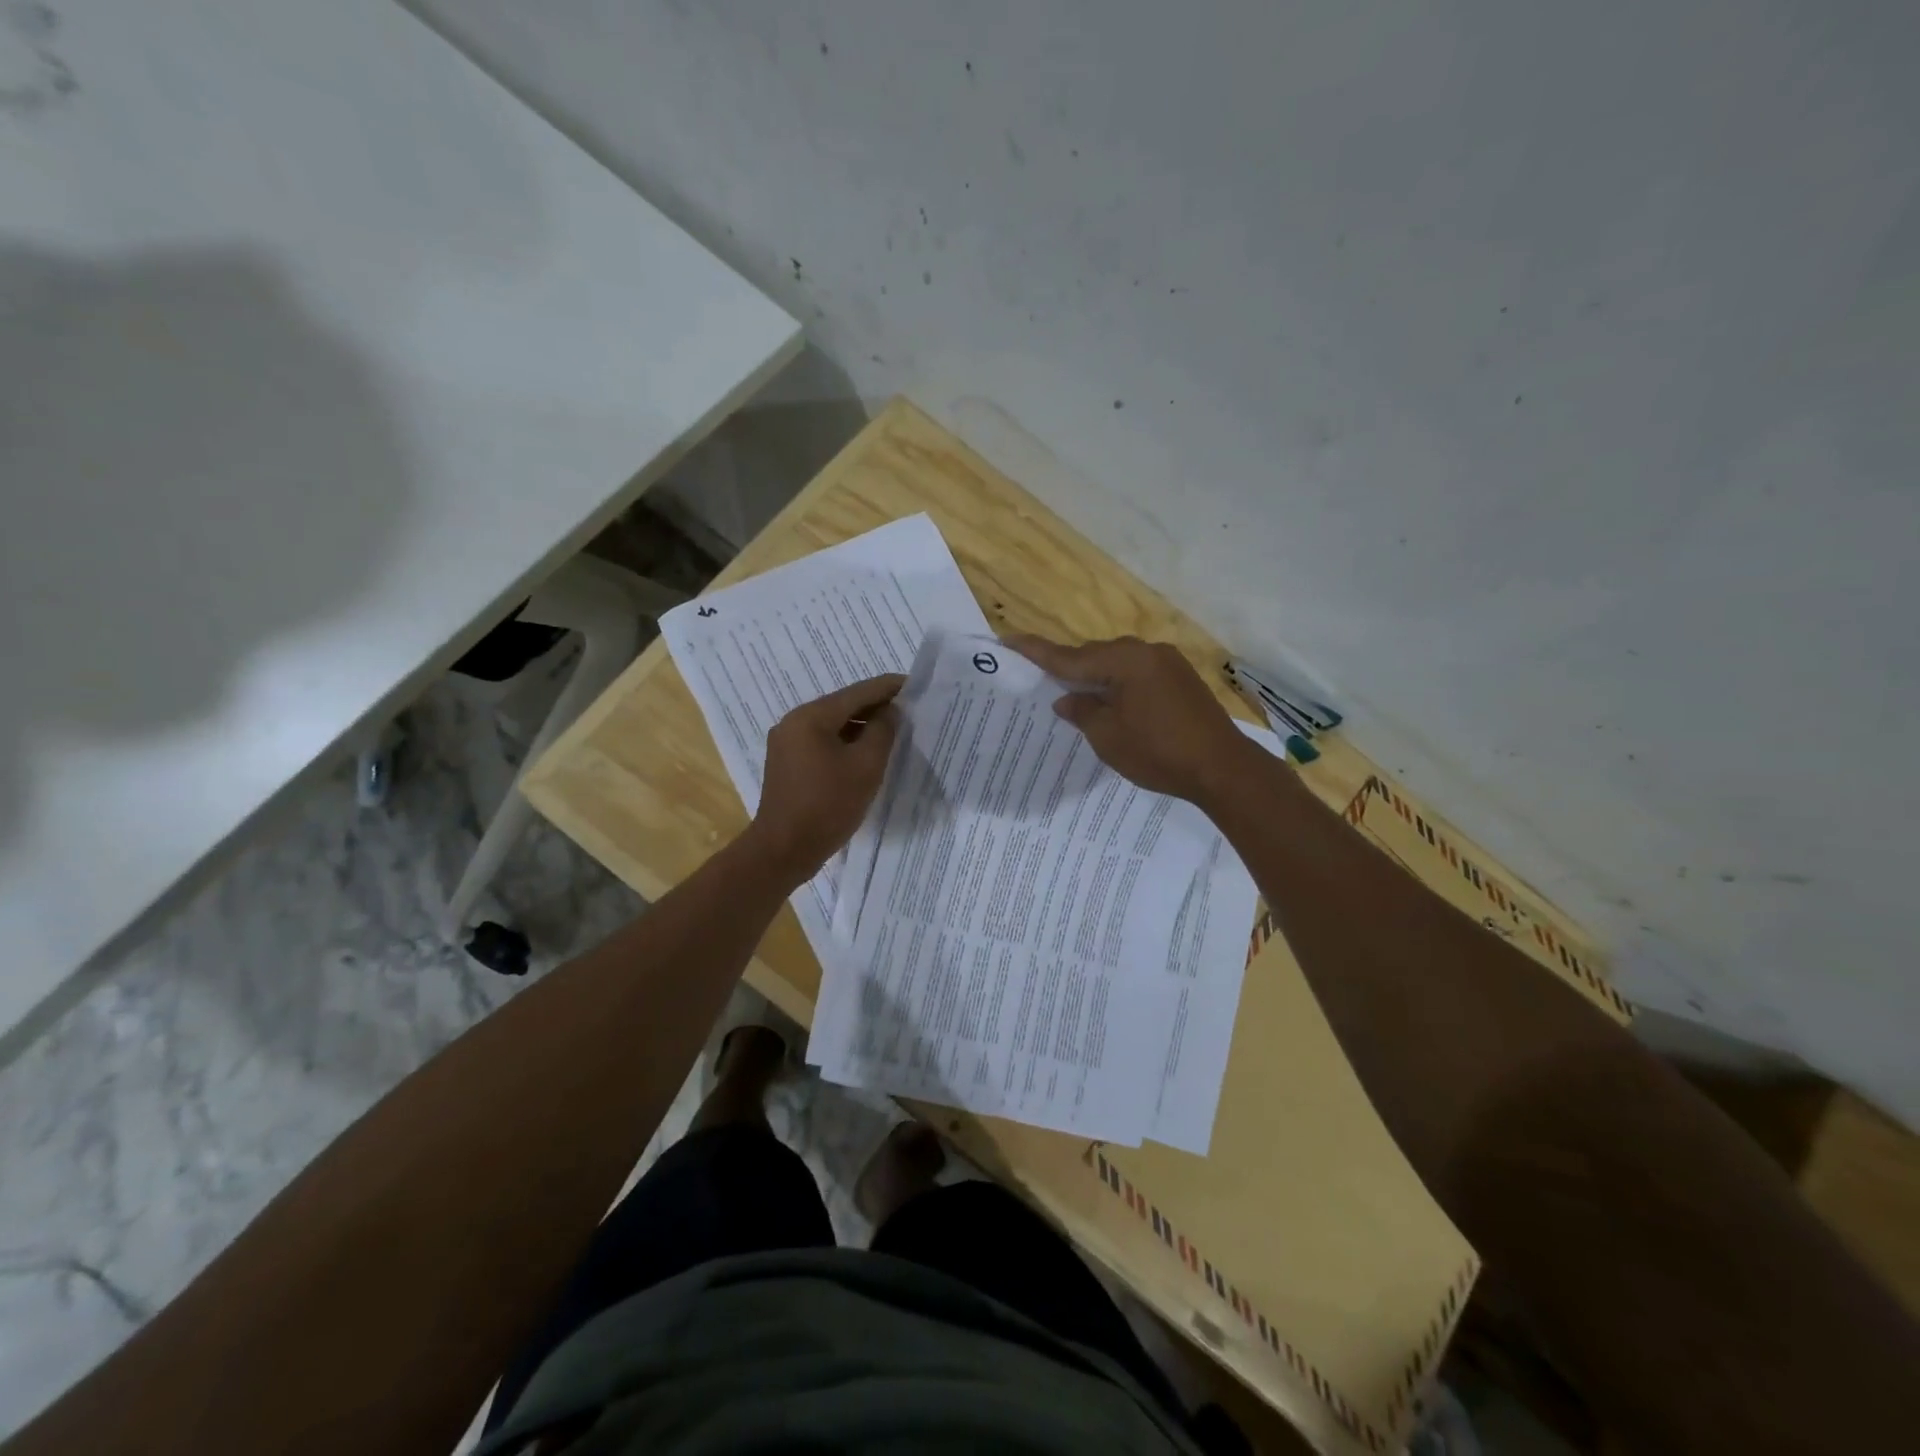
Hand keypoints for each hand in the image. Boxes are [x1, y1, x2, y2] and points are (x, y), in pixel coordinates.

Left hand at [746, 674, 905, 882]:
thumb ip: (882, 731)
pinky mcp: (787, 764)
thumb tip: (889, 712)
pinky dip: (845, 742)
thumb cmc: (828, 806)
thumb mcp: (865, 766)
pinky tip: (865, 752)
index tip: (913, 684)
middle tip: (908, 710)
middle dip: (875, 707)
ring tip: (892, 731)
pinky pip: (822, 743)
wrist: (783, 850)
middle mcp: (794, 722)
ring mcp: (786, 744)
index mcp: (811, 716)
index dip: (887, 687)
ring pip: (832, 725)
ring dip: (861, 726)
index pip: (857, 692)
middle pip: (842, 706)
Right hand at [1007, 635, 1254, 805]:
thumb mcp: (1108, 737)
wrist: (1223, 768)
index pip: (1069, 656)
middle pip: (1095, 655)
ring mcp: (1168, 663)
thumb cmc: (1159, 753)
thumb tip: (1066, 699)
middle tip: (1043, 680)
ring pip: (1118, 663)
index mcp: (1125, 661)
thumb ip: (1082, 712)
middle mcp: (1146, 652)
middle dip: (1070, 668)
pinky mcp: (1181, 679)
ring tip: (1078, 697)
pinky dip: (1120, 684)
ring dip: (1097, 677)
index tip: (1008, 638)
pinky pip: (1138, 673)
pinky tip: (1113, 703)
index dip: (1037, 651)